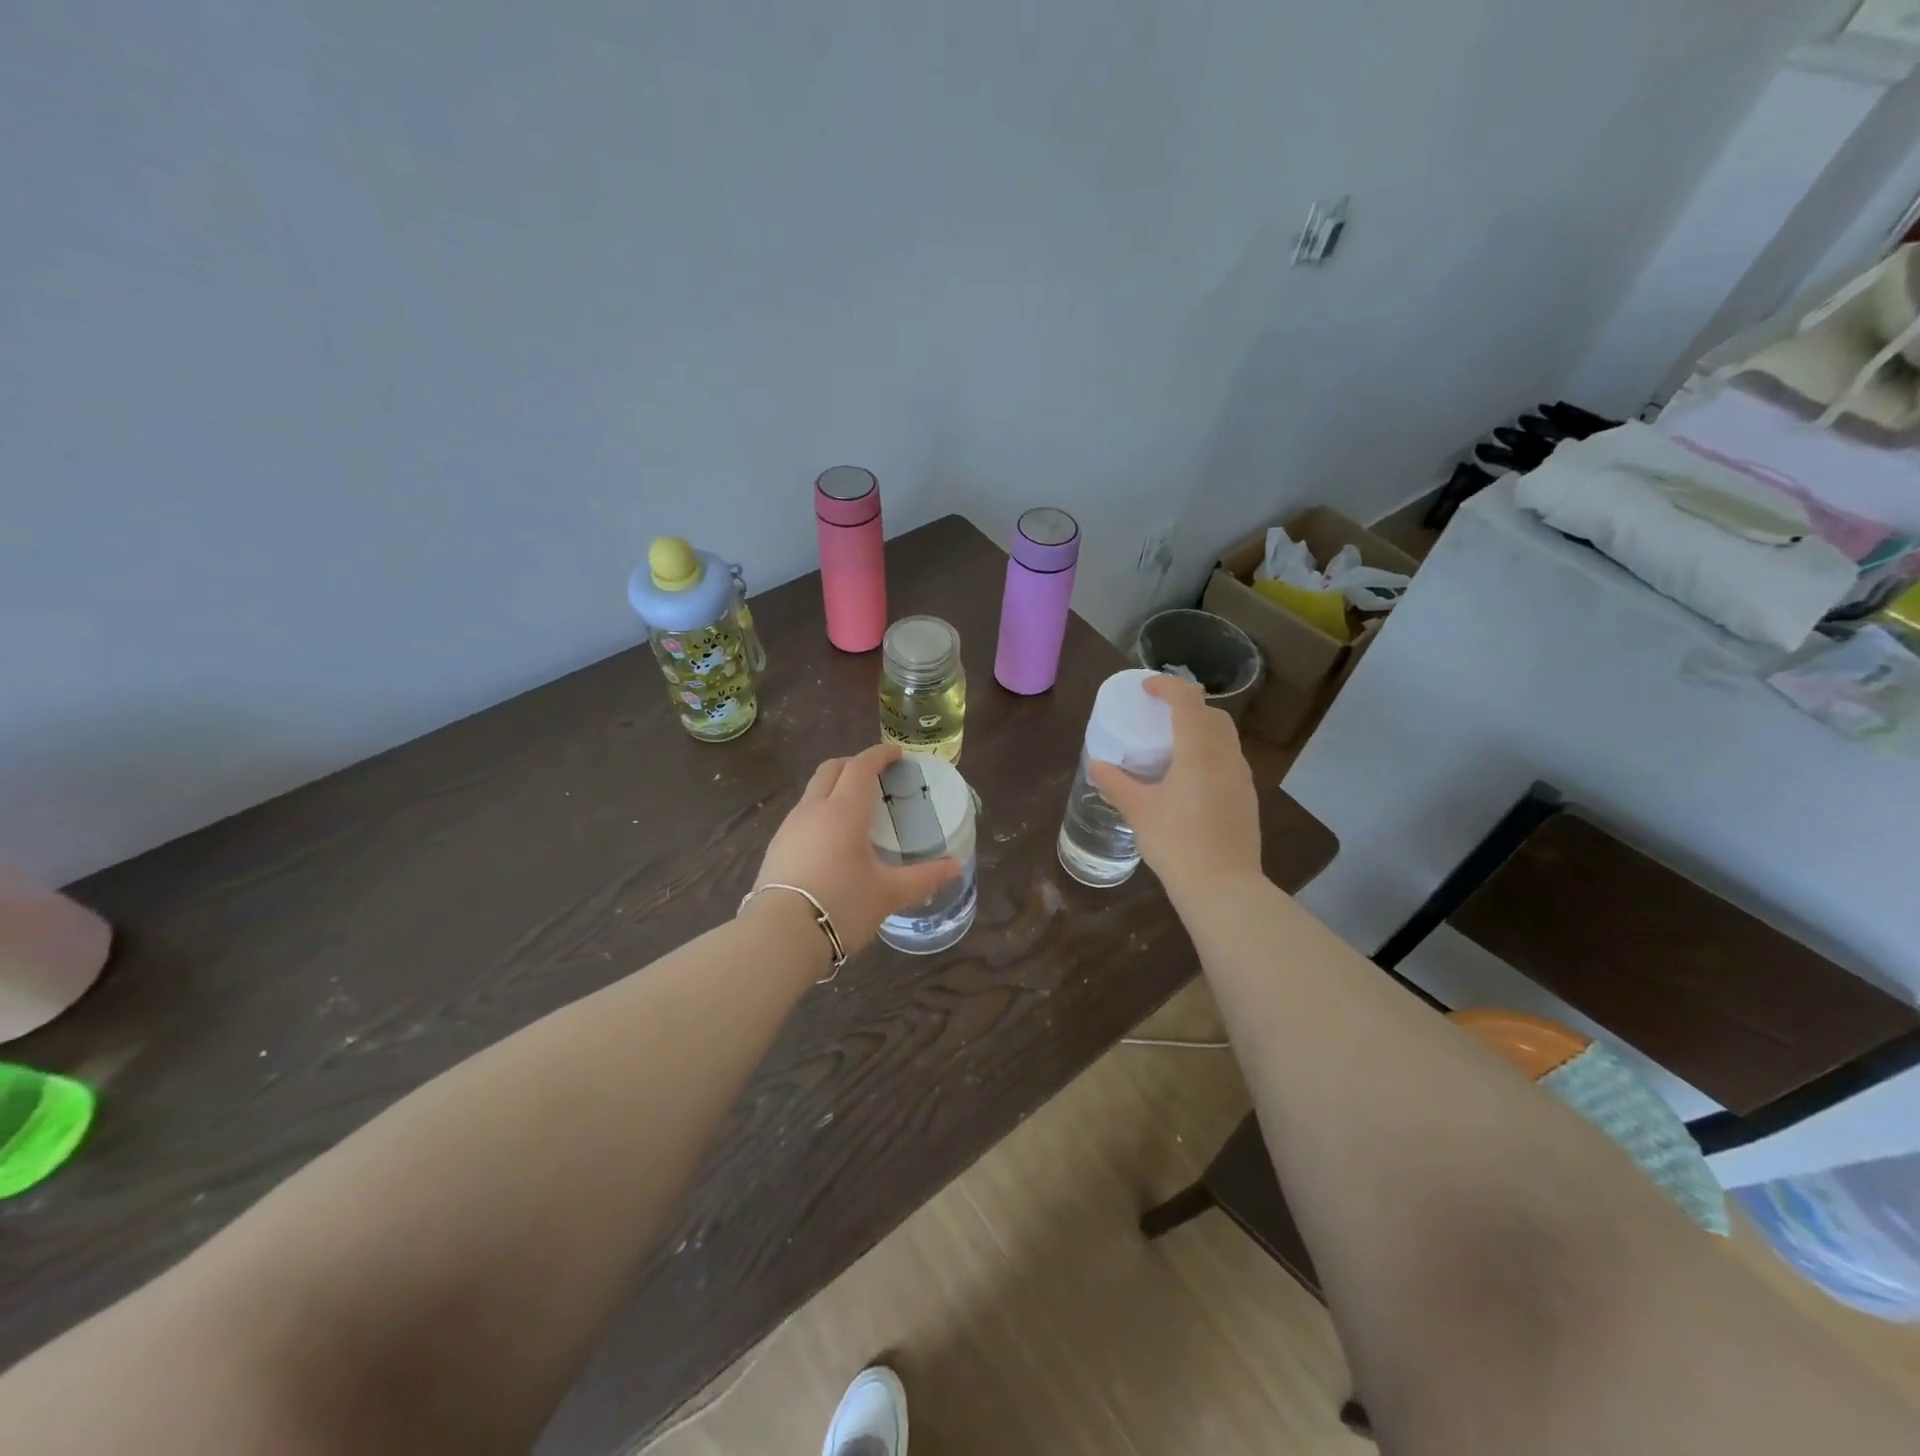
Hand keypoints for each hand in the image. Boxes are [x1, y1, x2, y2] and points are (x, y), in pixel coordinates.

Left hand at [750, 743, 961, 953]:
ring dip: (835, 787)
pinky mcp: (776, 847)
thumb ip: (924, 878)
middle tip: (876, 775)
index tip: (896, 754)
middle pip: (831, 769)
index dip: (879, 755)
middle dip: (854, 763)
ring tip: (856, 808)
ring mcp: (790, 827)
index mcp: (844, 811)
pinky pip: (802, 815)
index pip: (861, 766)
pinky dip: (820, 811)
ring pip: (813, 791)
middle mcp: (814, 809)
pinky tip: (832, 839)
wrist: (780, 936)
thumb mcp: (888, 894)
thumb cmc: (841, 905)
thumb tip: (955, 867)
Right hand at [1088, 675, 1261, 902]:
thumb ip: (1116, 784)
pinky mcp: (1247, 799)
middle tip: (1161, 716)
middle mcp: (1226, 756)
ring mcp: (1241, 778)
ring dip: (1202, 731)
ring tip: (1174, 747)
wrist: (1223, 886)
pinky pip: (1229, 762)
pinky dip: (1210, 755)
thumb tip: (1096, 765)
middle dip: (1188, 706)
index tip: (1146, 688)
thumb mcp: (1138, 811)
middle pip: (1213, 715)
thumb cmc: (1176, 841)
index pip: (1188, 700)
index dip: (1167, 686)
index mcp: (1199, 750)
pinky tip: (1191, 780)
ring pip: (1225, 739)